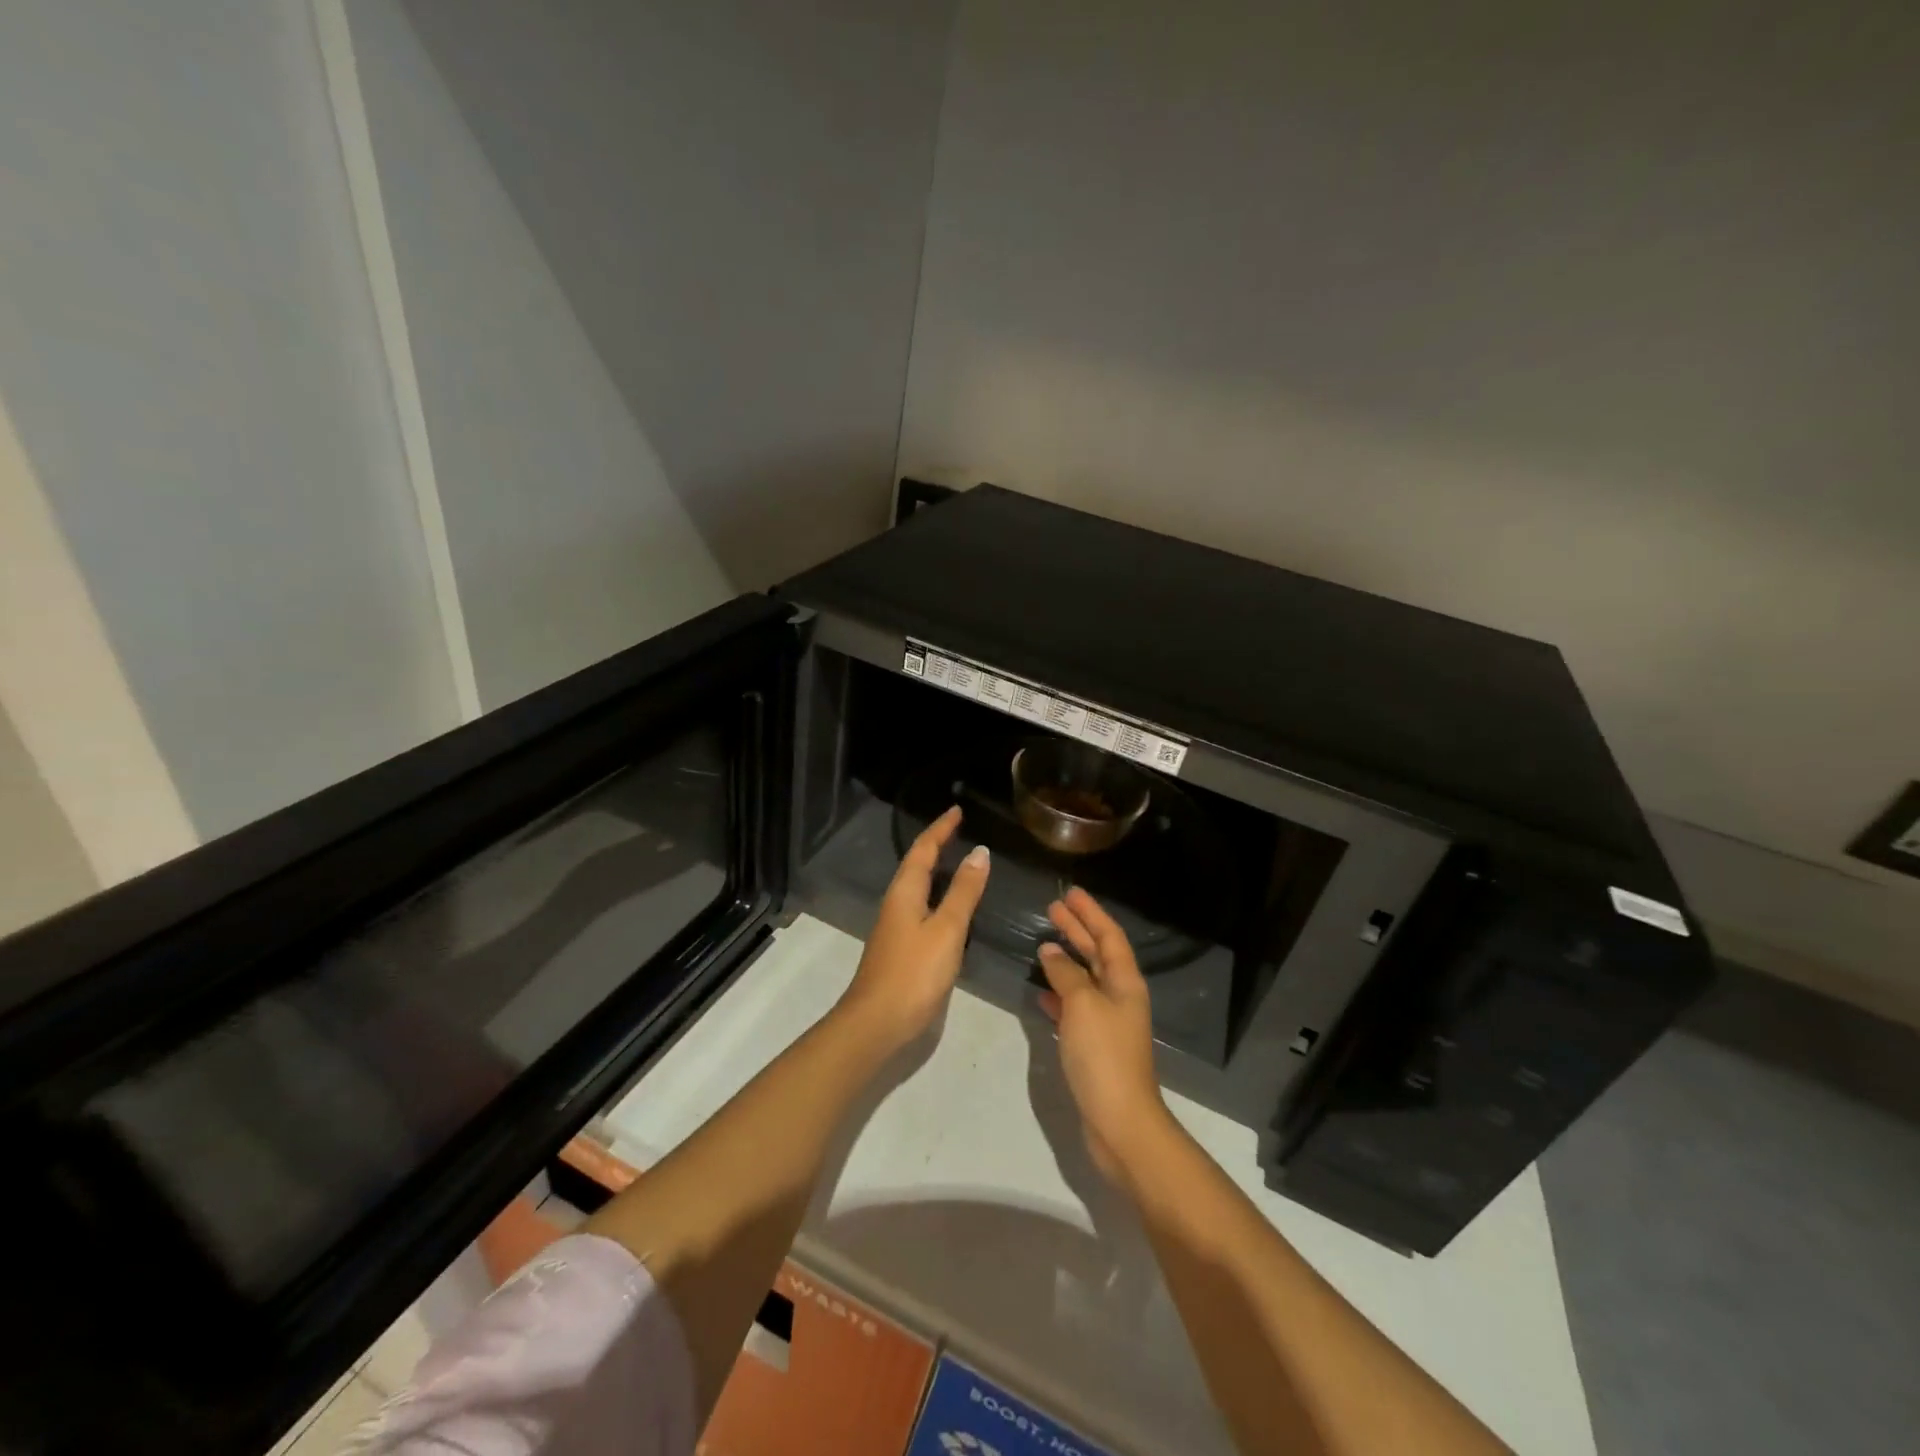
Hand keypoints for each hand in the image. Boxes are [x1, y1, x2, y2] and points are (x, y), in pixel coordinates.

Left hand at [837, 806, 989, 1051]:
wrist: (877, 1023)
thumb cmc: (914, 972)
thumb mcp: (947, 929)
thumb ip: (963, 892)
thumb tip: (979, 851)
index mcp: (905, 892)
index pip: (923, 849)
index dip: (940, 829)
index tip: (957, 810)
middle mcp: (897, 903)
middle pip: (916, 864)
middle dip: (937, 844)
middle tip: (959, 830)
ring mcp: (896, 927)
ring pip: (917, 887)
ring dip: (936, 869)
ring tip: (959, 860)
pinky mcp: (901, 947)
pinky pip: (921, 907)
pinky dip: (937, 895)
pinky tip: (950, 907)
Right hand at [1037, 888, 1175, 1184]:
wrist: (1120, 1121)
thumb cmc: (1104, 1055)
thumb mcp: (1082, 1005)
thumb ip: (1066, 974)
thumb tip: (1051, 952)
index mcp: (1125, 982)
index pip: (1109, 935)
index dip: (1091, 913)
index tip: (1071, 893)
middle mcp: (1119, 996)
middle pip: (1098, 953)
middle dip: (1077, 930)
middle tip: (1053, 908)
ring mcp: (1107, 1022)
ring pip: (1085, 980)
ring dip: (1067, 960)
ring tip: (1043, 943)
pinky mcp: (1094, 1046)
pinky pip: (1075, 1008)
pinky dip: (1059, 994)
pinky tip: (1041, 991)